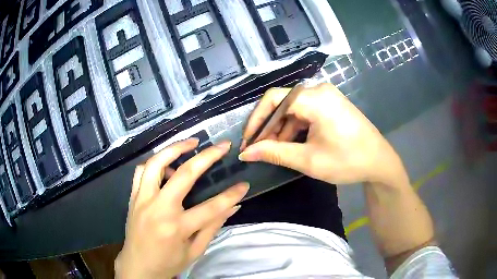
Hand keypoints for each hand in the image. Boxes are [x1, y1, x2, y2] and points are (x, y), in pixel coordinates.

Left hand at [115, 139, 248, 278]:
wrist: (137, 266)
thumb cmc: (168, 263)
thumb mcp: (195, 251)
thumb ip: (213, 227)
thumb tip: (233, 207)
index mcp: (176, 228)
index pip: (211, 208)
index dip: (231, 195)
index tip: (244, 185)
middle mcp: (158, 209)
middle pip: (184, 175)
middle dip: (207, 157)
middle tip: (222, 146)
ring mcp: (142, 200)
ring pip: (156, 163)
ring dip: (175, 148)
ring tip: (192, 142)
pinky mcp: (133, 197)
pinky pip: (141, 171)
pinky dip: (155, 162)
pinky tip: (166, 164)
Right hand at [239, 83, 404, 185]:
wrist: (379, 162)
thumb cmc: (347, 161)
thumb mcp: (308, 160)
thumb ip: (274, 153)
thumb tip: (246, 153)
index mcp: (314, 98)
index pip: (273, 100)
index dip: (256, 121)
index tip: (248, 143)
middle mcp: (319, 90)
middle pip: (282, 103)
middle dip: (268, 127)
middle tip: (259, 150)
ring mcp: (326, 96)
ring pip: (292, 108)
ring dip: (281, 129)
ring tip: (274, 151)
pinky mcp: (330, 104)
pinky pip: (305, 111)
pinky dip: (295, 127)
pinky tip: (292, 144)